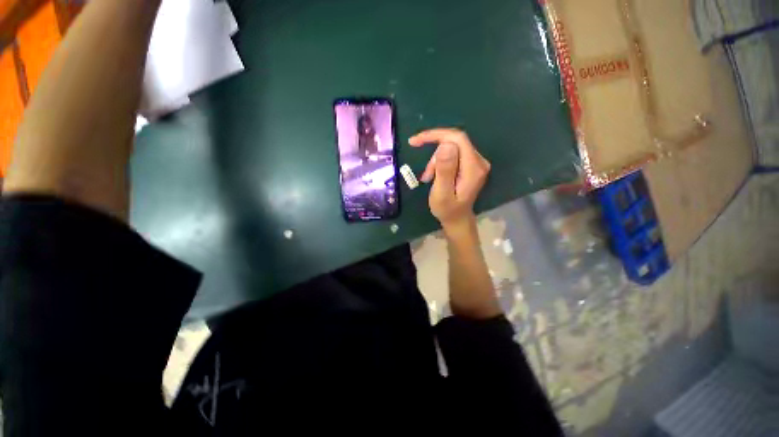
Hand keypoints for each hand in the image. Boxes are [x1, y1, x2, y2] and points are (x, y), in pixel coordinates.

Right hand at [409, 129, 490, 228]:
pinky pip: (452, 153)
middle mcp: (478, 161)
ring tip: (429, 178)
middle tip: (426, 175)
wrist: (457, 219)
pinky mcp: (470, 164)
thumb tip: (445, 145)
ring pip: (451, 148)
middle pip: (453, 142)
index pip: (457, 138)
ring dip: (436, 161)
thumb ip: (445, 170)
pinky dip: (439, 162)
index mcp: (473, 168)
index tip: (415, 141)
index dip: (436, 135)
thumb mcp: (442, 193)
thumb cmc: (447, 210)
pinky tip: (434, 175)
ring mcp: (475, 162)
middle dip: (435, 155)